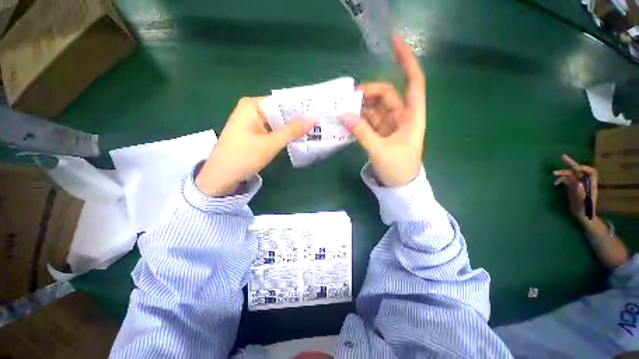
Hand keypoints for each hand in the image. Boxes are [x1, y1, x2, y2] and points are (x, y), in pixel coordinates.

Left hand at [196, 97, 314, 196]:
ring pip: (278, 123)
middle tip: (319, 124)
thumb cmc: (243, 157)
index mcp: (252, 105)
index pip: (282, 102)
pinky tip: (298, 139)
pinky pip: (273, 131)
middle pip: (280, 113)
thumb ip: (292, 131)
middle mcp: (252, 110)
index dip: (300, 108)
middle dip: (297, 120)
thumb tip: (313, 119)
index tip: (318, 113)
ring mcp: (253, 123)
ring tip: (313, 131)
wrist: (221, 178)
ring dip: (292, 129)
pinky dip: (284, 136)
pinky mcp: (254, 135)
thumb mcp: (270, 144)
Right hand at [342, 35, 425, 186]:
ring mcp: (390, 125)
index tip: (394, 42)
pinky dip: (358, 120)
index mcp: (412, 116)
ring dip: (360, 107)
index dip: (406, 61)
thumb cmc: (398, 168)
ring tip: (342, 109)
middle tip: (348, 99)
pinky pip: (368, 121)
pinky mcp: (380, 134)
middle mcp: (402, 116)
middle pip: (386, 95)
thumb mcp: (380, 150)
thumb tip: (344, 116)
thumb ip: (362, 132)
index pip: (413, 82)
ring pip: (375, 108)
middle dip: (368, 93)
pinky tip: (347, 120)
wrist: (399, 186)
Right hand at [553, 154, 598, 221]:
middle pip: (579, 170)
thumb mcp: (583, 202)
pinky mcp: (572, 187)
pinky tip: (555, 183)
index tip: (574, 168)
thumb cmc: (585, 210)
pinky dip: (560, 180)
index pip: (590, 171)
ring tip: (553, 173)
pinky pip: (566, 180)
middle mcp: (585, 182)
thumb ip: (581, 193)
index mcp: (591, 184)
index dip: (583, 168)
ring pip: (571, 174)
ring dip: (562, 173)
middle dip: (571, 163)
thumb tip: (577, 183)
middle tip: (562, 157)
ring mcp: (578, 184)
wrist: (583, 215)